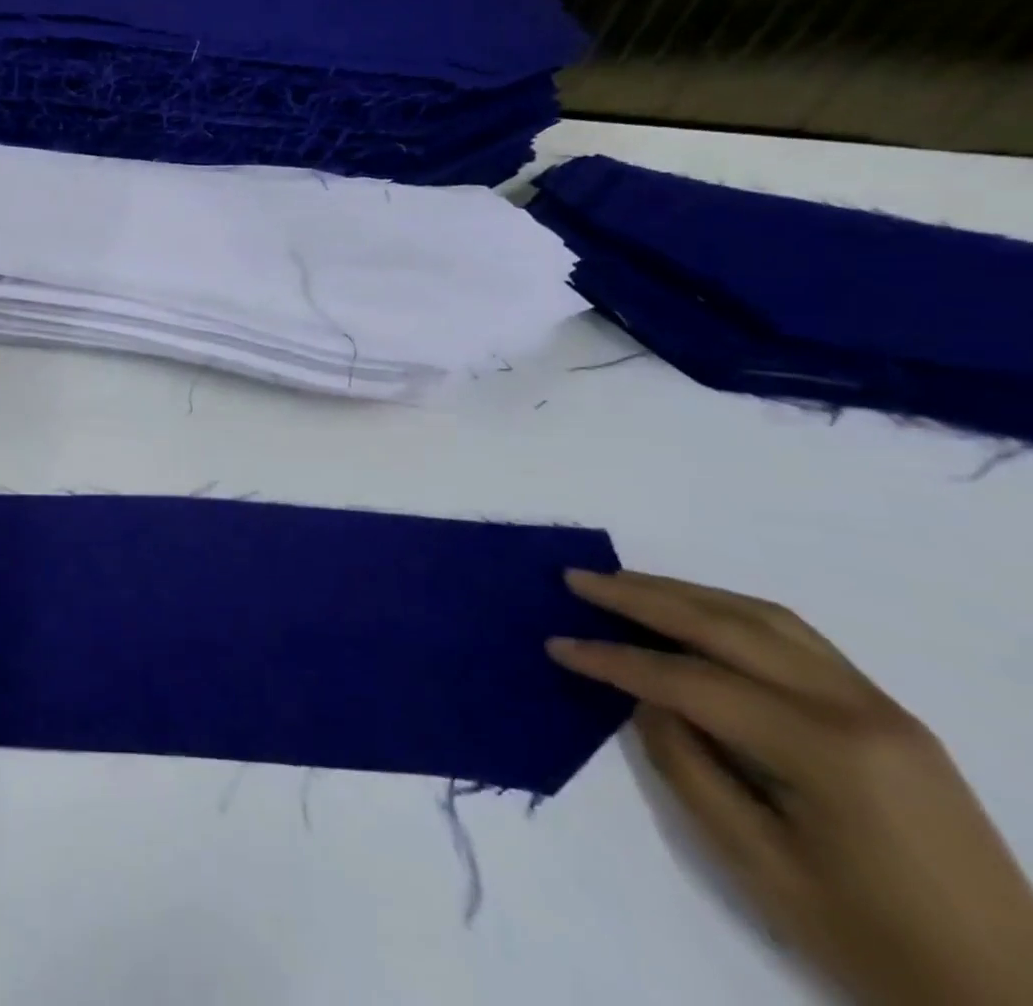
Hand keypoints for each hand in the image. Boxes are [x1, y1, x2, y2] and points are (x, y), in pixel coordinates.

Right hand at [550, 570, 1032, 1005]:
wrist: (1018, 1004)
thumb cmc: (876, 944)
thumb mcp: (761, 869)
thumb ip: (689, 769)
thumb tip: (646, 700)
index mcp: (825, 750)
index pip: (691, 680)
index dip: (615, 660)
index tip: (557, 645)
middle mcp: (856, 707)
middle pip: (727, 626)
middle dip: (642, 596)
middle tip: (577, 579)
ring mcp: (881, 705)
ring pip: (764, 617)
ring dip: (685, 592)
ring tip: (623, 584)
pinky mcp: (890, 714)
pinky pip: (795, 638)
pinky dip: (730, 611)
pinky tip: (696, 613)